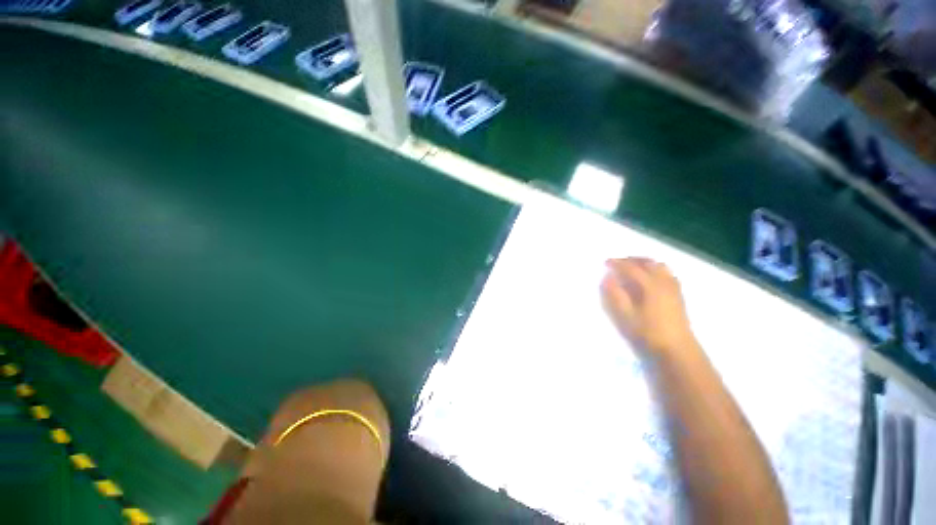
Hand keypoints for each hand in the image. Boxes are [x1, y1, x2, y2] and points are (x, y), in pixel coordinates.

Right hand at [601, 257, 696, 356]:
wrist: (677, 349)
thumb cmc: (649, 332)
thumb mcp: (626, 315)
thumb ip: (615, 294)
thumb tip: (607, 277)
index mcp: (650, 285)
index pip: (631, 268)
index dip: (617, 263)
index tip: (605, 262)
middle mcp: (664, 282)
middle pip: (648, 262)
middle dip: (631, 259)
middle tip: (618, 263)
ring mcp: (673, 287)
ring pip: (659, 266)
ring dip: (644, 263)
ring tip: (632, 268)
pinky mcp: (678, 295)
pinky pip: (667, 273)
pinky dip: (655, 270)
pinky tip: (649, 278)